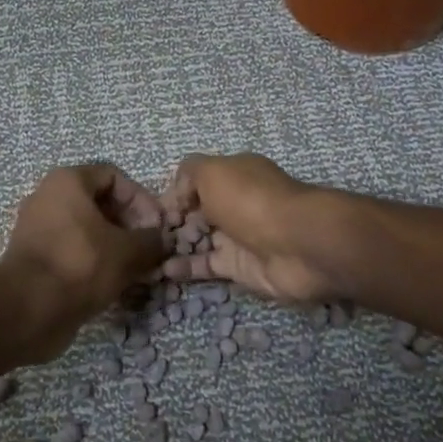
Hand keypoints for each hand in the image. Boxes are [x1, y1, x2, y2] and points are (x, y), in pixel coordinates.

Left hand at [0, 164, 166, 361]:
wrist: (26, 310)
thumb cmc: (80, 265)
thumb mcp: (127, 251)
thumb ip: (150, 241)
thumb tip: (162, 240)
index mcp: (67, 181)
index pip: (113, 176)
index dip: (140, 199)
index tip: (156, 227)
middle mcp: (48, 197)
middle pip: (99, 203)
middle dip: (129, 225)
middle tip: (148, 251)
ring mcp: (38, 228)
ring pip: (86, 230)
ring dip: (114, 247)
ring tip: (136, 271)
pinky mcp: (35, 258)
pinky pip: (72, 251)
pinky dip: (94, 263)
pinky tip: (113, 284)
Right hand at [158, 154, 335, 303]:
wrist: (298, 244)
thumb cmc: (251, 200)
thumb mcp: (212, 171)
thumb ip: (188, 174)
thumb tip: (175, 196)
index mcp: (233, 175)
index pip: (196, 181)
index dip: (174, 194)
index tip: (150, 210)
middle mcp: (236, 203)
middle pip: (197, 212)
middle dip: (171, 221)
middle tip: (144, 235)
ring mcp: (238, 237)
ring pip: (200, 240)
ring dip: (174, 246)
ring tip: (147, 254)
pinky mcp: (240, 268)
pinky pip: (207, 266)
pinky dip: (185, 268)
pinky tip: (163, 271)